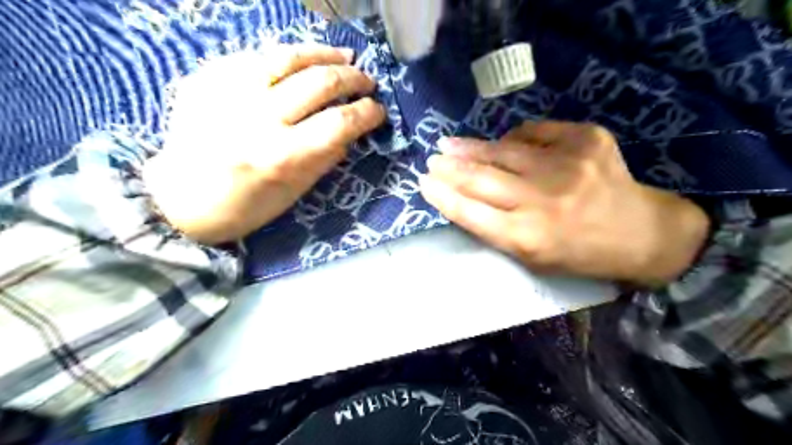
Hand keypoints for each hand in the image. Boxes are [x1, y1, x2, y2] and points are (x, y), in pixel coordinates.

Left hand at [145, 43, 386, 242]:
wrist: (179, 200)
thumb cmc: (244, 207)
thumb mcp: (294, 193)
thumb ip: (325, 159)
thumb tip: (350, 132)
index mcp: (282, 156)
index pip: (339, 122)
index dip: (367, 113)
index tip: (378, 110)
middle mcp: (257, 118)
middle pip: (319, 82)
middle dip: (353, 78)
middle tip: (366, 81)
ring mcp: (229, 93)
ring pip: (287, 56)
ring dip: (324, 54)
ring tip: (343, 56)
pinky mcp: (207, 78)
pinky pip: (255, 56)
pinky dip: (286, 56)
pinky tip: (301, 61)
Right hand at [421, 119, 711, 284]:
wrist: (641, 232)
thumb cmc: (578, 253)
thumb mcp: (531, 257)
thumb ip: (495, 229)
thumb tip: (463, 194)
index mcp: (527, 237)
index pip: (469, 212)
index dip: (442, 195)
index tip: (423, 182)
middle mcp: (542, 201)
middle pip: (480, 178)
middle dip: (449, 167)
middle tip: (432, 159)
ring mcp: (566, 165)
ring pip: (502, 150)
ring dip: (471, 147)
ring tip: (451, 144)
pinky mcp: (586, 140)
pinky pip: (534, 132)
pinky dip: (514, 139)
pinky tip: (505, 144)